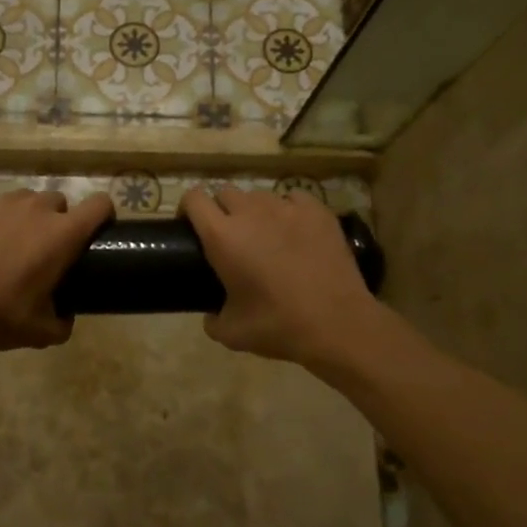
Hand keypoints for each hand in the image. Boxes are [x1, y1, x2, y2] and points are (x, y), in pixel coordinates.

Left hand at [0, 188, 113, 353]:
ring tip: (7, 245)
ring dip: (24, 218)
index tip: (95, 231)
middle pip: (58, 201)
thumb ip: (63, 322)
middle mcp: (36, 208)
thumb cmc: (1, 316)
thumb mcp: (41, 331)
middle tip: (42, 249)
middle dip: (56, 221)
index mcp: (62, 233)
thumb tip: (65, 318)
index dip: (102, 214)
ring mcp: (1, 202)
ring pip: (24, 201)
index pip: (100, 204)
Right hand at [181, 186, 382, 367]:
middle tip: (230, 236)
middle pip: (225, 193)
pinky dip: (288, 210)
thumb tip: (211, 316)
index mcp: (222, 236)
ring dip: (254, 210)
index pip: (194, 198)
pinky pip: (293, 198)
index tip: (191, 226)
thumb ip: (212, 320)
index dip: (188, 208)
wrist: (338, 324)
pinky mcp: (317, 210)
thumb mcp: (233, 334)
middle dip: (221, 210)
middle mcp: (250, 212)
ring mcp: (286, 207)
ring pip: (259, 196)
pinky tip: (295, 230)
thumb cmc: (279, 326)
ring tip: (265, 235)